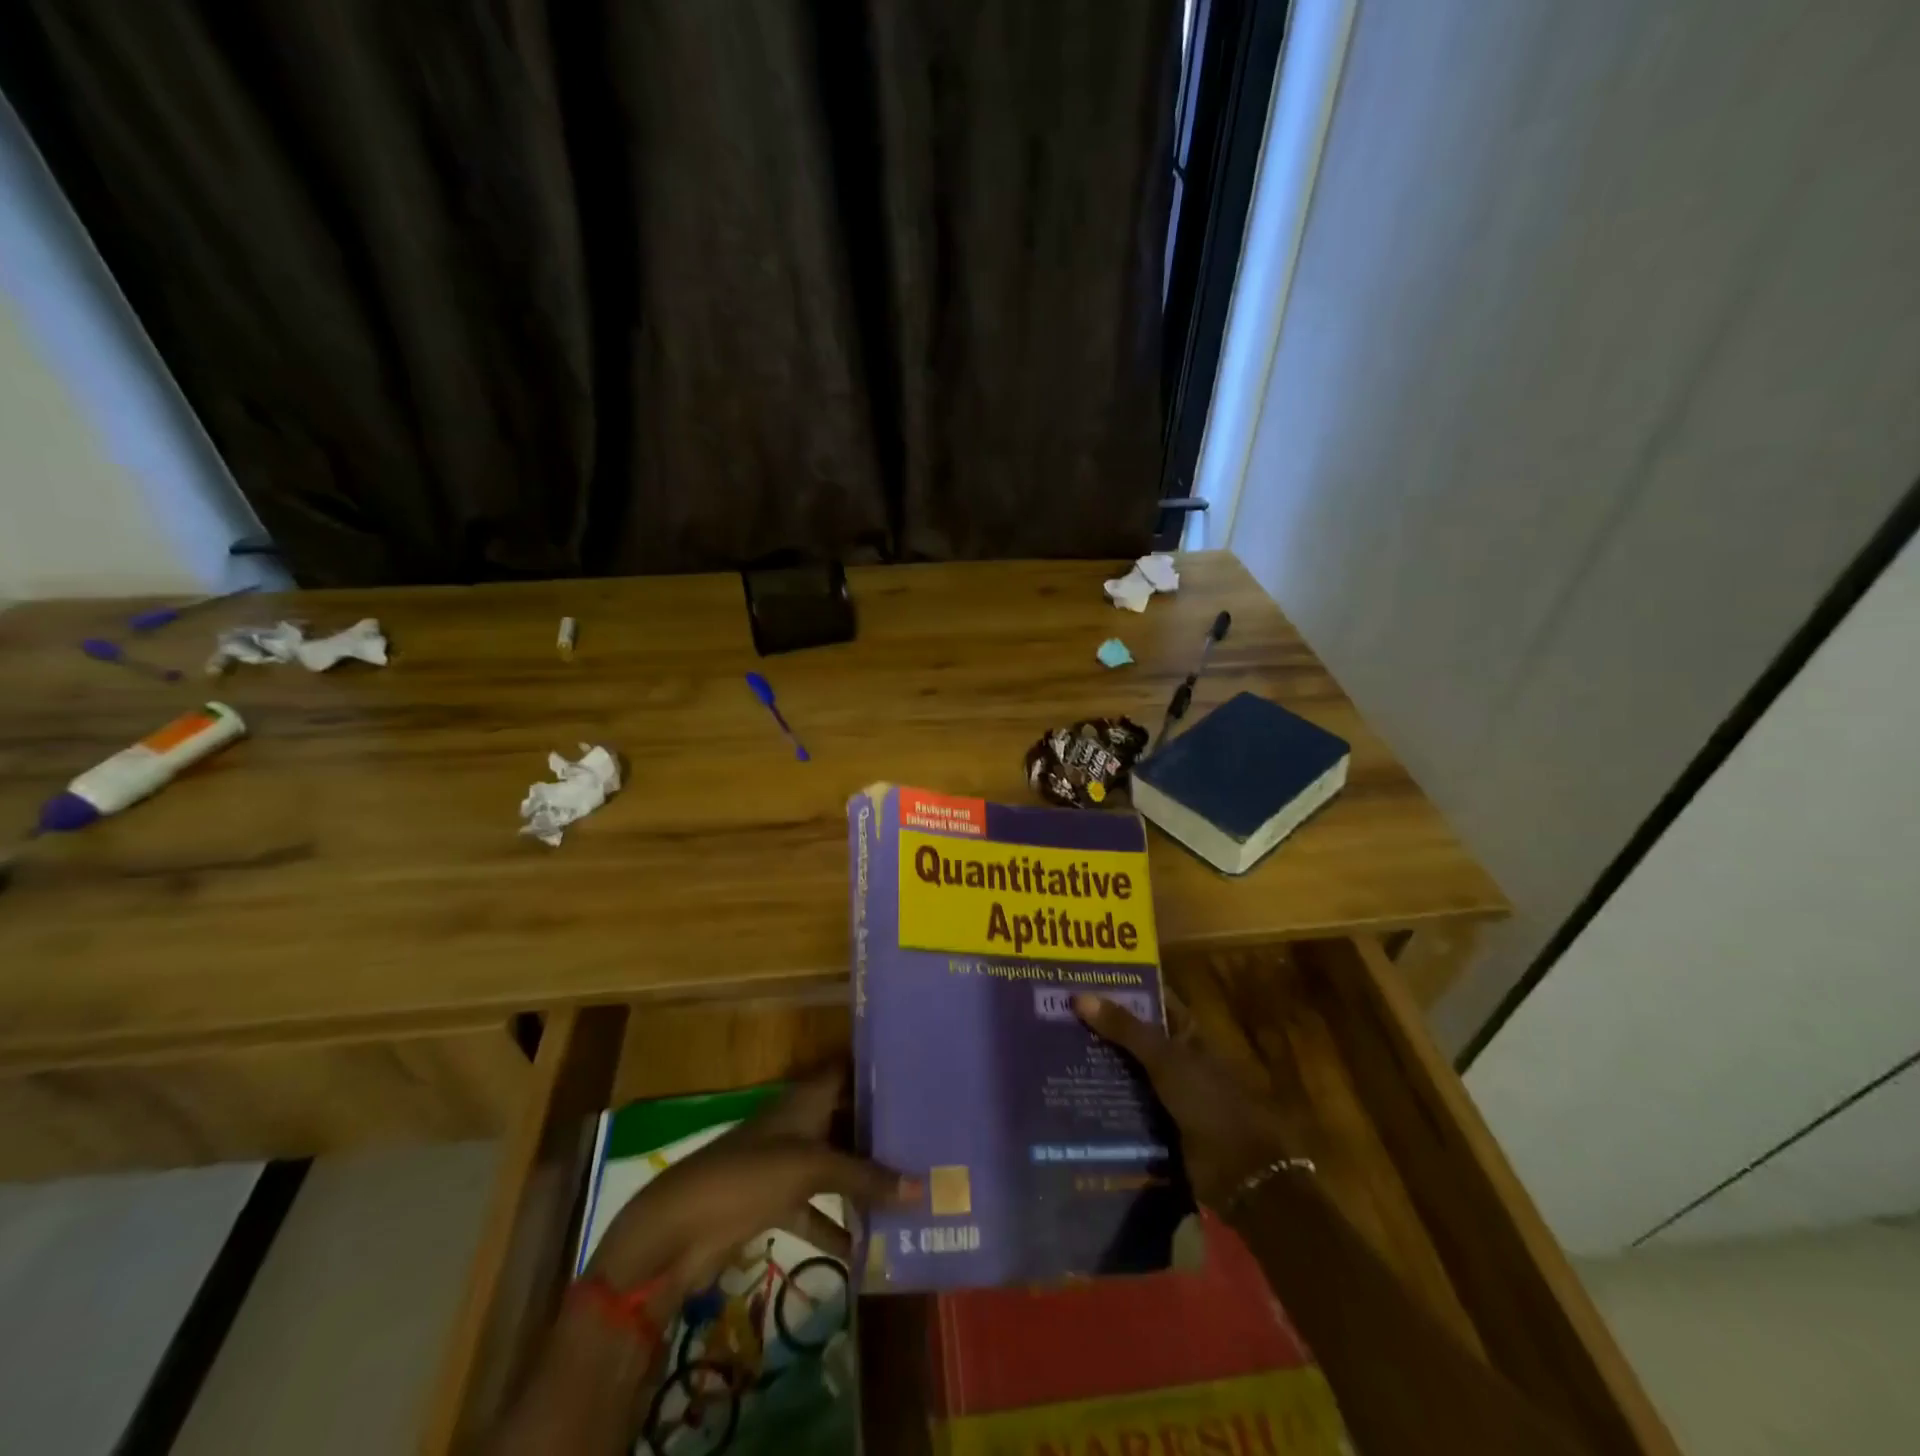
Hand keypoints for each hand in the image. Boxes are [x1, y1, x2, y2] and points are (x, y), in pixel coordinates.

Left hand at [586, 1064, 918, 1297]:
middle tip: (927, 1139)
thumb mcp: (812, 1169)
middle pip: (846, 1119)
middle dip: (879, 1131)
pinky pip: (816, 1208)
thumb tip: (922, 1188)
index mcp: (806, 1099)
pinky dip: (837, 1225)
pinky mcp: (775, 1201)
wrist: (681, 1227)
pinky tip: (867, 1248)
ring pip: (835, 1164)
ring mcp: (786, 1162)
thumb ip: (865, 1178)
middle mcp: (800, 1123)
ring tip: (909, 1191)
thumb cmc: (749, 1175)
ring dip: (863, 1180)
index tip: (916, 1075)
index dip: (876, 1070)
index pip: (846, 1071)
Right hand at [1074, 992, 1294, 1210]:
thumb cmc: (1208, 1102)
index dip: (1120, 985)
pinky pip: (1120, 1101)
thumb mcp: (1165, 1059)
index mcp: (1185, 1031)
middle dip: (1098, 1024)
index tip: (1079, 976)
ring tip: (1049, 1047)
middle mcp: (1174, 1055)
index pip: (1150, 997)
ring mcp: (1163, 1089)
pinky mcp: (1153, 1122)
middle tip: (1052, 1011)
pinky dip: (1098, 1096)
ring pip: (1122, 1066)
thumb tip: (1079, 996)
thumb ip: (1125, 1028)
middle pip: (1131, 1032)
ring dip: (1094, 1061)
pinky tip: (1065, 1090)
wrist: (1237, 1173)